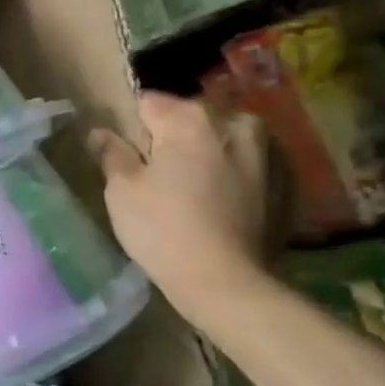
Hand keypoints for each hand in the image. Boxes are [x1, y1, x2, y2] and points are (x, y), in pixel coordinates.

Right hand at [92, 92, 271, 317]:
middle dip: (172, 137)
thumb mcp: (121, 190)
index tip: (129, 155)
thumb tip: (100, 133)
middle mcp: (233, 123)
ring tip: (192, 187)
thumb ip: (112, 153)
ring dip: (207, 152)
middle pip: (189, 117)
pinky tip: (221, 200)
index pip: (148, 103)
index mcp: (190, 119)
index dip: (133, 128)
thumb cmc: (162, 229)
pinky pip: (247, 162)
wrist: (225, 282)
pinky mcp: (284, 180)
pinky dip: (233, 171)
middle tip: (159, 175)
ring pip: (222, 137)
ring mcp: (266, 150)